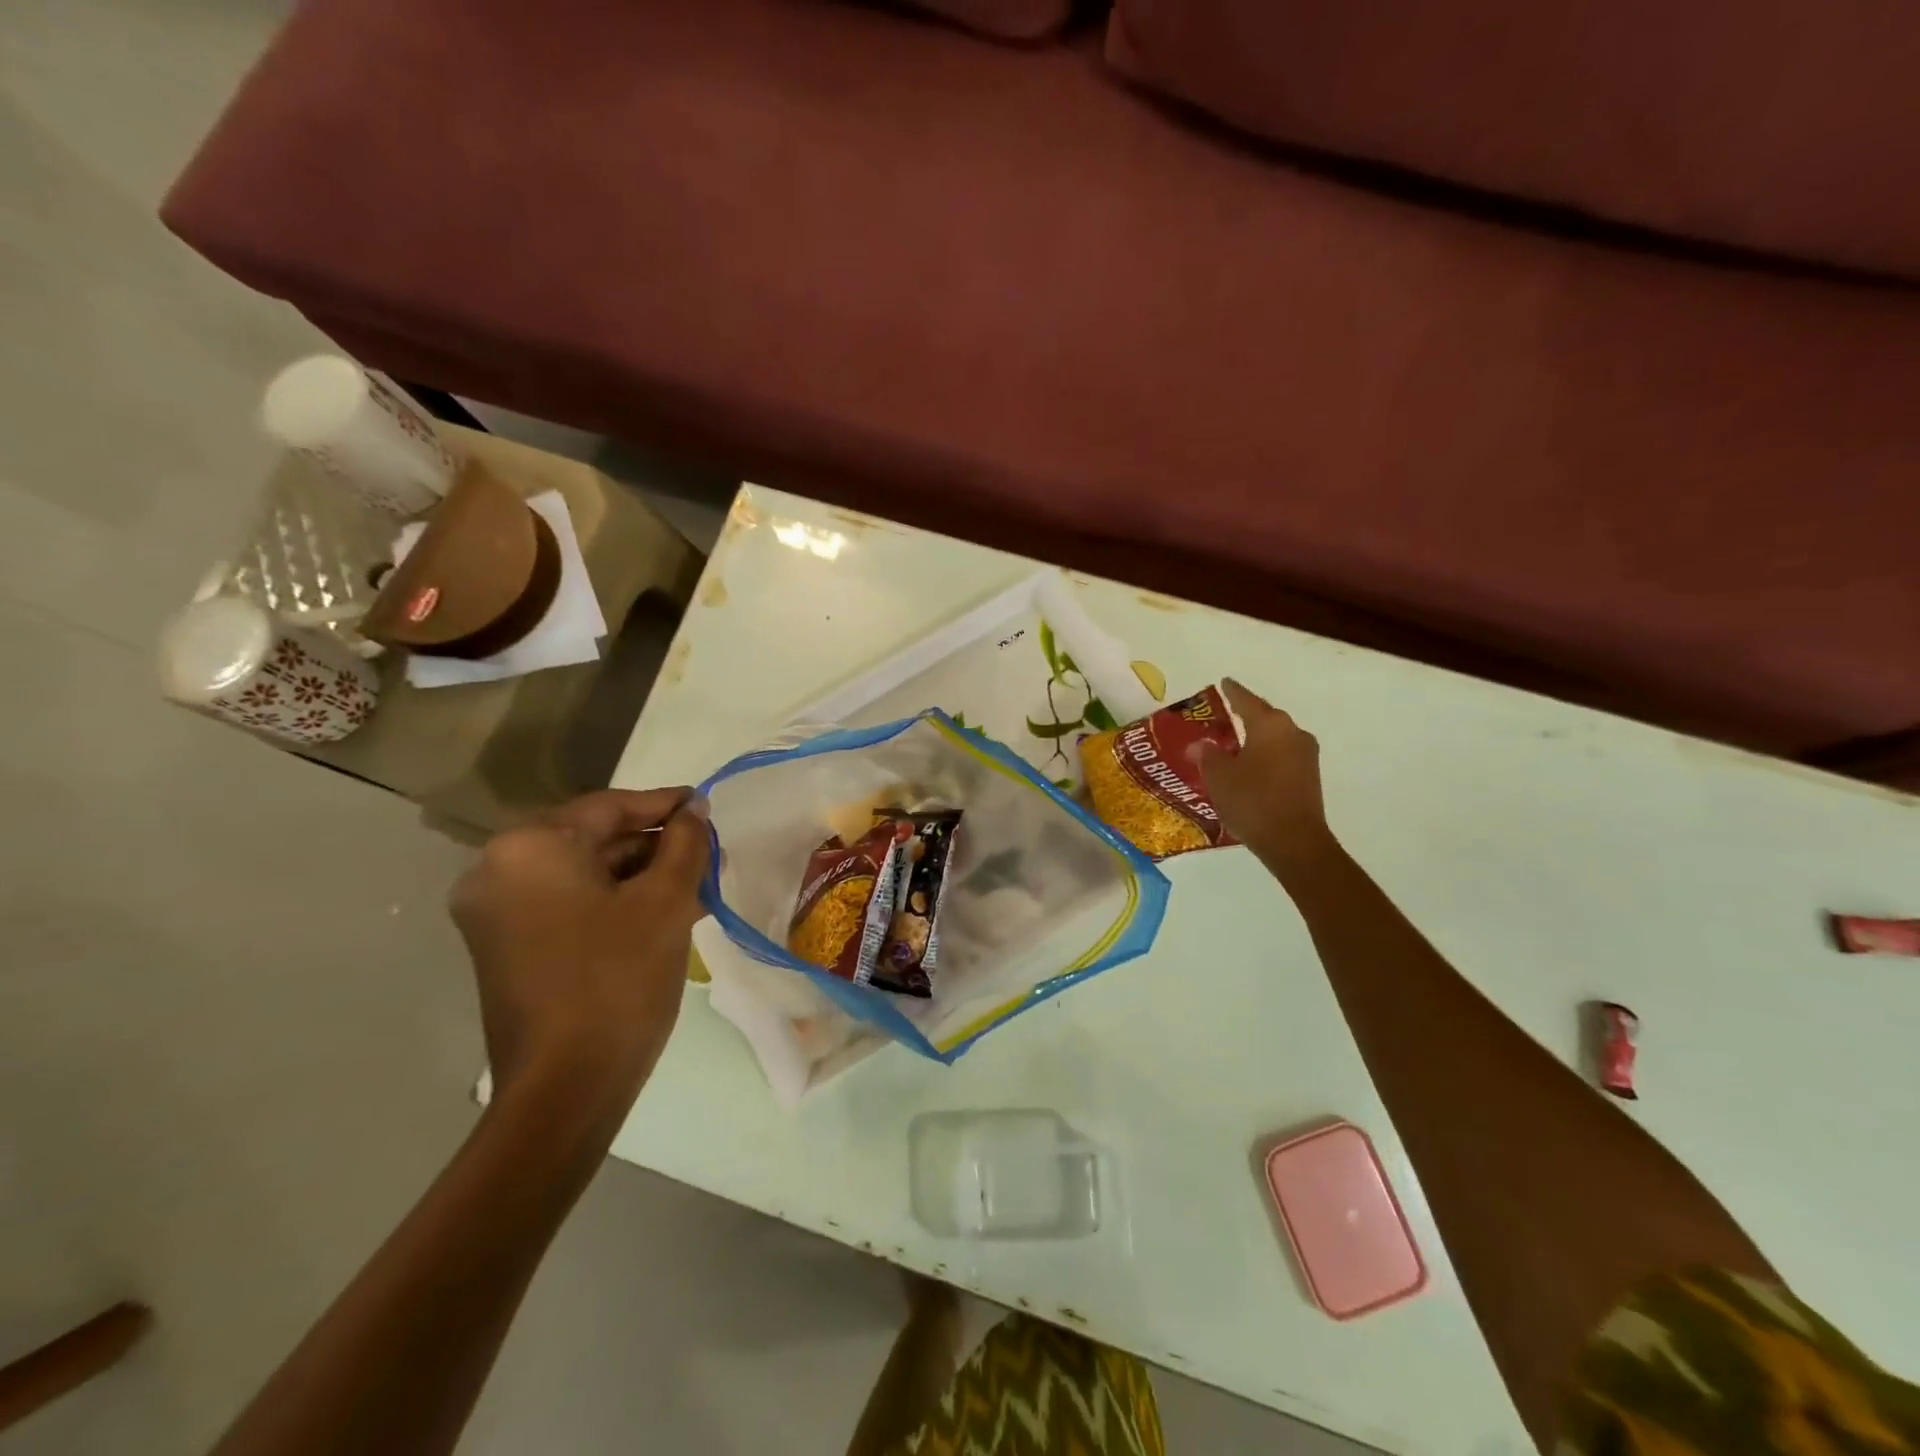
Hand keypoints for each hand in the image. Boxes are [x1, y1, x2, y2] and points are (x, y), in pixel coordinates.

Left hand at [450, 788, 709, 1128]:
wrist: (566, 1089)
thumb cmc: (619, 979)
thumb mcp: (666, 901)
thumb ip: (685, 843)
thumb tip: (694, 810)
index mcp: (529, 848)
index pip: (608, 808)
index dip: (664, 805)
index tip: (705, 805)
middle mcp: (497, 871)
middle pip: (591, 839)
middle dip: (653, 845)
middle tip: (706, 851)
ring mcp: (495, 913)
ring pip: (582, 874)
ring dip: (638, 875)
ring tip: (695, 883)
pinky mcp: (505, 947)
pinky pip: (567, 904)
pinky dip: (612, 901)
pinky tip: (662, 910)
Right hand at [1193, 678, 1337, 875]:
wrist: (1294, 842)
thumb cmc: (1253, 801)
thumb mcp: (1219, 776)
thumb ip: (1207, 755)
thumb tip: (1199, 744)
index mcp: (1270, 725)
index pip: (1246, 700)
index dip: (1232, 692)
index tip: (1223, 682)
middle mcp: (1293, 733)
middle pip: (1264, 717)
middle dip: (1243, 716)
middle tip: (1221, 716)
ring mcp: (1306, 755)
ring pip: (1274, 738)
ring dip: (1254, 739)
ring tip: (1231, 744)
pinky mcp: (1309, 777)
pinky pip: (1281, 756)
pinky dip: (1264, 756)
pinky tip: (1248, 767)